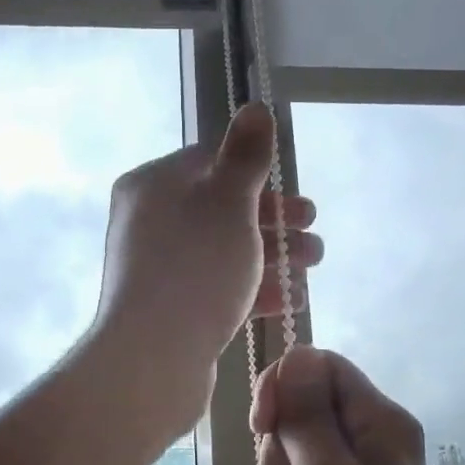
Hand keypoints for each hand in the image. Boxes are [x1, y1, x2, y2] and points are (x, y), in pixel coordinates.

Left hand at [90, 103, 321, 441]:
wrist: (152, 358)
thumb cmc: (195, 267)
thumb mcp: (228, 201)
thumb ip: (245, 156)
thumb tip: (255, 107)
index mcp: (153, 185)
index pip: (210, 164)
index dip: (259, 176)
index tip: (294, 197)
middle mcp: (150, 222)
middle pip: (222, 210)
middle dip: (275, 221)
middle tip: (313, 232)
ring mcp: (159, 269)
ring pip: (224, 251)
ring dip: (273, 255)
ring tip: (312, 267)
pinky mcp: (170, 309)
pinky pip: (217, 287)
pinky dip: (254, 288)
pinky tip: (290, 299)